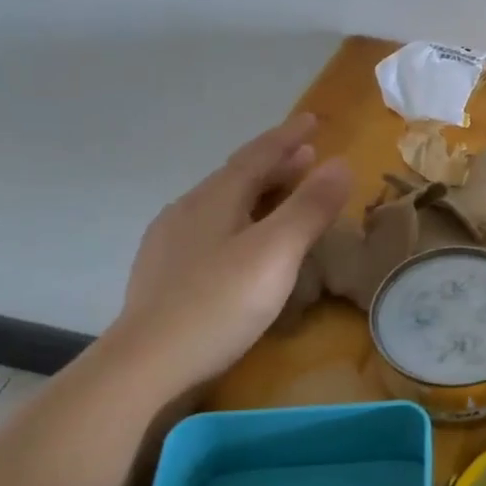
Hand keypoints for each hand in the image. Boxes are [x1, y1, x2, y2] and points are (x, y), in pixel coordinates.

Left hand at [111, 114, 352, 399]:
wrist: (145, 365)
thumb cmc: (218, 303)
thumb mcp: (275, 253)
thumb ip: (309, 208)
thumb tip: (341, 163)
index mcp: (214, 199)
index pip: (256, 156)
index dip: (287, 137)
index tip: (312, 121)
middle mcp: (188, 211)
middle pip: (237, 177)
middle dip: (275, 163)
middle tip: (307, 156)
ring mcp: (171, 243)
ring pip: (223, 204)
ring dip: (258, 192)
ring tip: (283, 194)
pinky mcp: (166, 274)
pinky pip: (212, 229)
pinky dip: (241, 220)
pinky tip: (243, 241)